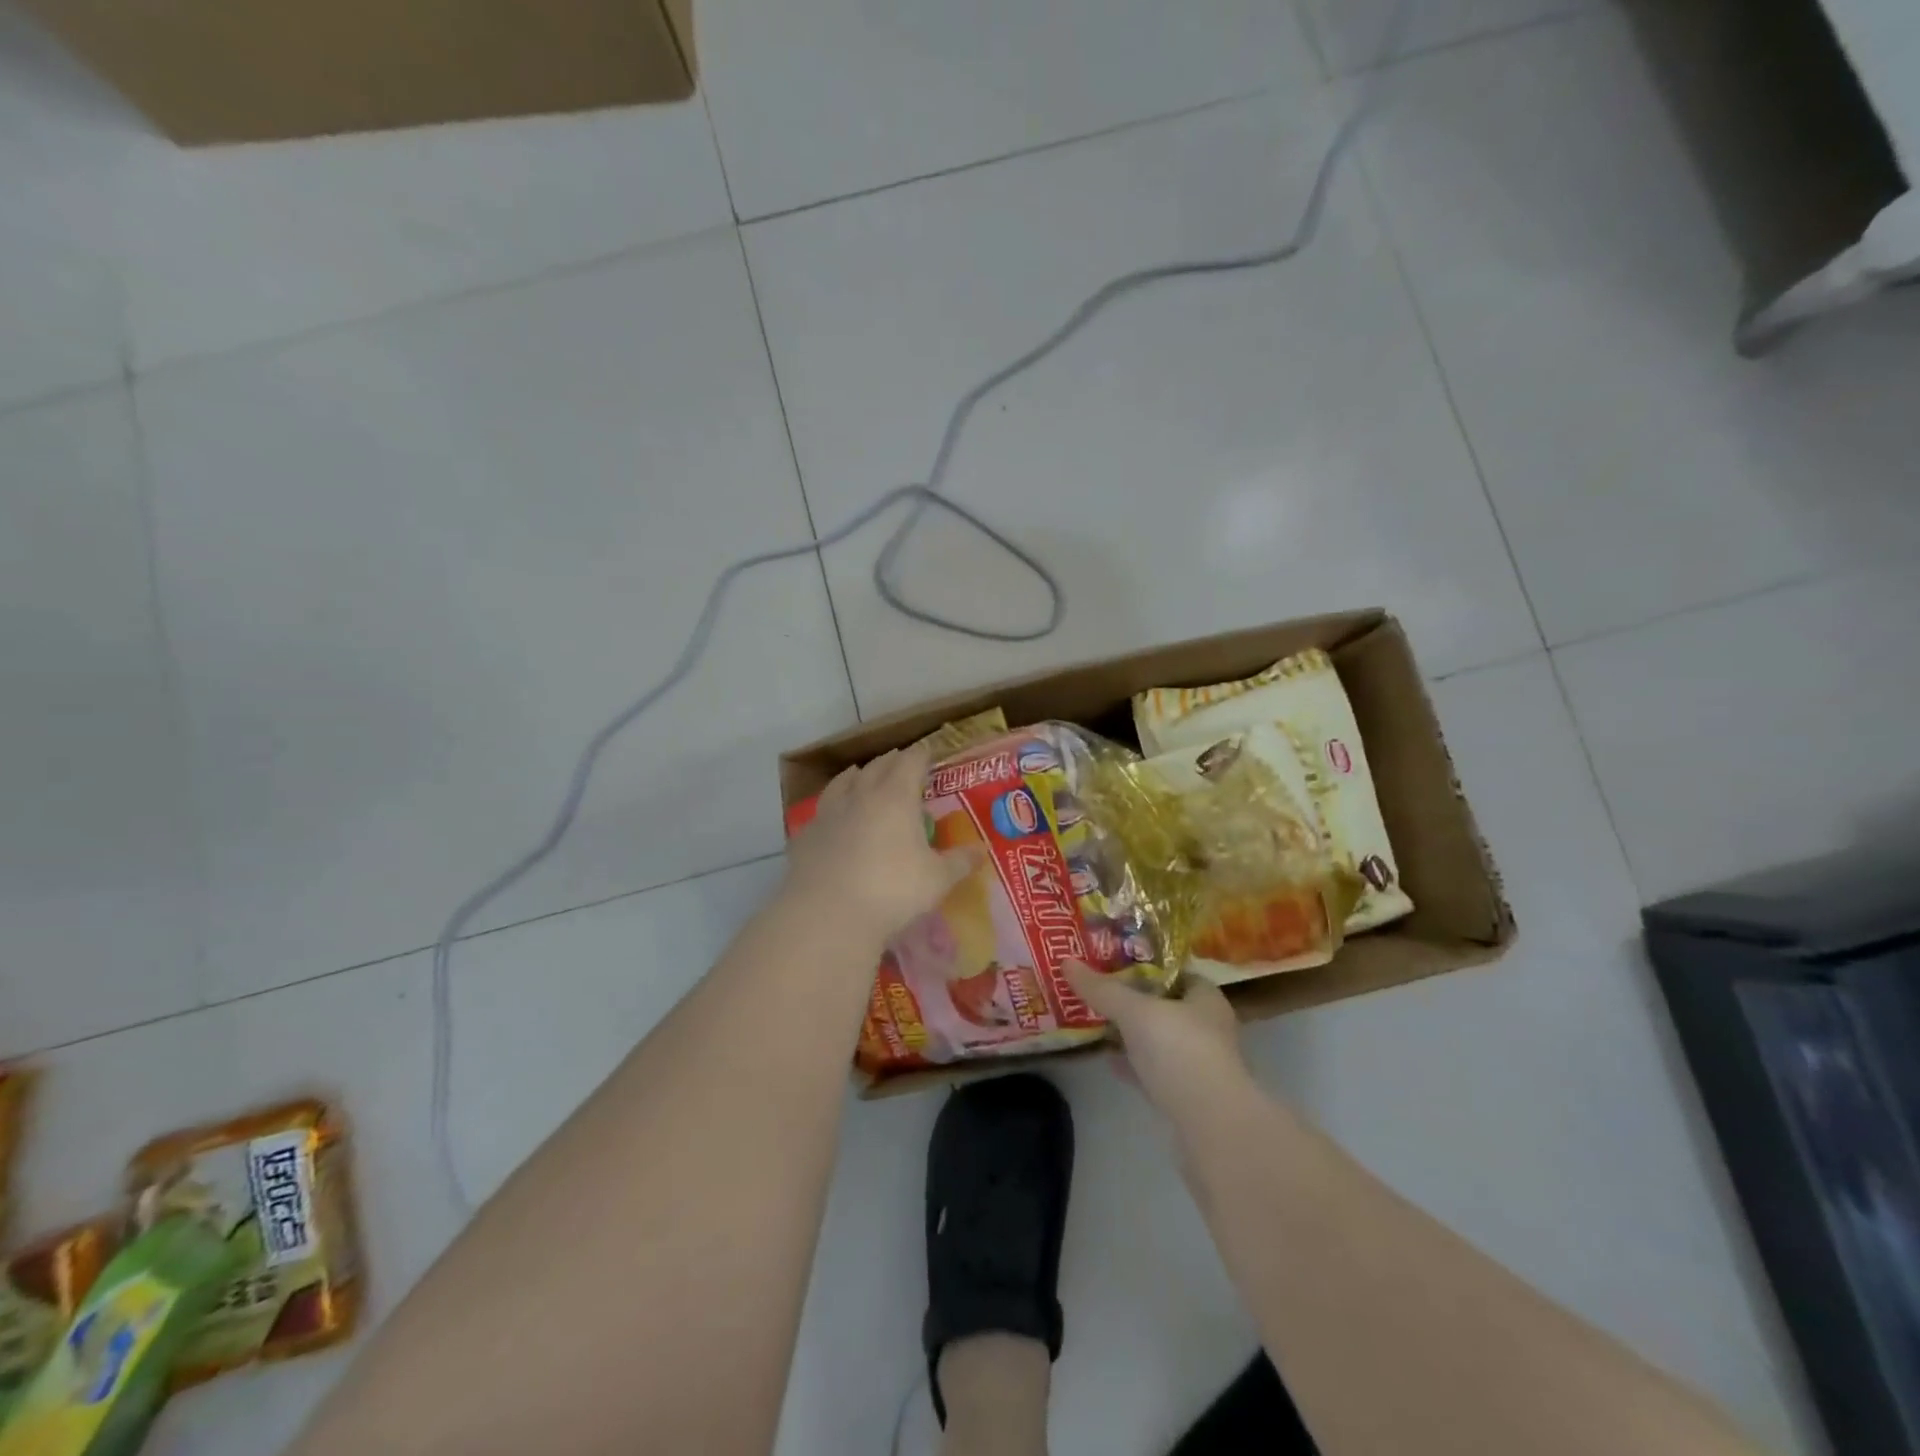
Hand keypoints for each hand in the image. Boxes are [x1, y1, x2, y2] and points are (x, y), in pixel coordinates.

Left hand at [783, 745, 977, 947]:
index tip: (927, 750)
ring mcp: (829, 813)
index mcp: (896, 797)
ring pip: (843, 782)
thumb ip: (959, 862)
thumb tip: (981, 851)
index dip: (921, 754)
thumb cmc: (892, 890)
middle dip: (891, 761)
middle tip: (901, 760)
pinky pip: (821, 810)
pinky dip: (831, 806)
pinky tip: (832, 816)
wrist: (827, 914)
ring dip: (856, 775)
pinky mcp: (806, 835)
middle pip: (878, 766)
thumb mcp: (936, 880)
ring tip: (861, 773)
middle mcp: (861, 795)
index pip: (911, 762)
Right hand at [1066, 962, 1255, 1129]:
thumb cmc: (1180, 1051)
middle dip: (1134, 1001)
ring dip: (1132, 1035)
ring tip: (1097, 1022)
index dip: (1146, 965)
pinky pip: (1154, 1072)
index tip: (1113, 961)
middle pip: (1165, 1006)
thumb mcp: (1135, 1011)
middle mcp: (1208, 1028)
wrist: (1211, 1127)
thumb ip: (1102, 989)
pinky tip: (1107, 1060)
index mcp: (1206, 999)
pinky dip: (1133, 1065)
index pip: (1176, 972)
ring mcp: (1199, 1066)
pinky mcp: (1187, 1098)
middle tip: (1098, 990)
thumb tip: (1066, 962)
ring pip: (1159, 1041)